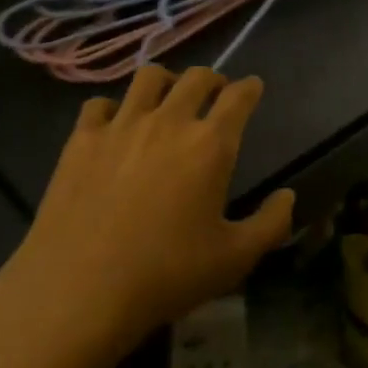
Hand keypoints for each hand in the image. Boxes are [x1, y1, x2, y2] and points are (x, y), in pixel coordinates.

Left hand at [0, 67, 294, 357]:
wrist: (79, 290)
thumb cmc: (167, 274)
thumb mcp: (235, 259)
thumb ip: (271, 223)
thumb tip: (288, 196)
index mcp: (210, 144)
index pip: (238, 97)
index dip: (250, 88)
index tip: (252, 88)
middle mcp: (168, 121)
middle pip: (196, 77)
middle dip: (212, 80)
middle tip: (214, 94)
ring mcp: (120, 126)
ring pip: (148, 77)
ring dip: (166, 82)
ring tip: (167, 99)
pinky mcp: (81, 140)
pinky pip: (100, 104)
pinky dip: (115, 108)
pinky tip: (115, 126)